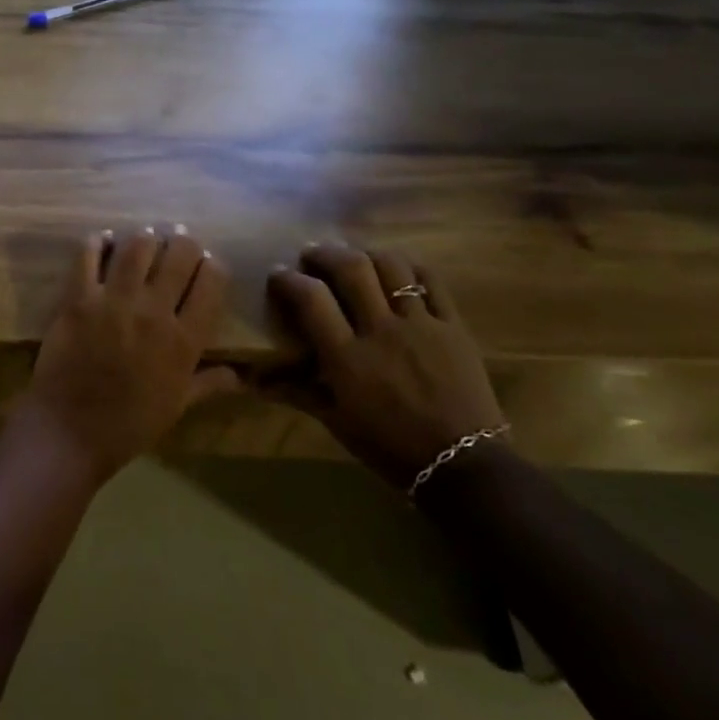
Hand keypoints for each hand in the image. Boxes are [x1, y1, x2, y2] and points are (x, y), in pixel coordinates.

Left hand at [19, 227, 238, 484]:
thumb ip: (209, 382)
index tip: (206, 266)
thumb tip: (243, 376)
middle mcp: (154, 312)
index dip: (212, 266)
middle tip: (177, 242)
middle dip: (184, 243)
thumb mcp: (177, 406)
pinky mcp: (78, 297)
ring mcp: (114, 301)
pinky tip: (104, 241)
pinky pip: (89, 254)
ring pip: (138, 246)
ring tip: (146, 240)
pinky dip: (99, 241)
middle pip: (180, 254)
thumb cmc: (129, 424)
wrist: (70, 431)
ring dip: (146, 238)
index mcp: (184, 340)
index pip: (212, 281)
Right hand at [265, 243, 506, 491]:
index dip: (289, 279)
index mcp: (348, 358)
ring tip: (355, 256)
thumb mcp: (336, 422)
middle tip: (312, 253)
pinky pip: (432, 282)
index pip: (311, 299)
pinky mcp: (454, 327)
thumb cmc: (391, 448)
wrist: (464, 467)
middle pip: (351, 269)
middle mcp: (382, 331)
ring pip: (392, 266)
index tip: (279, 273)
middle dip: (325, 253)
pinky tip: (398, 269)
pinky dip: (410, 267)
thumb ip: (297, 392)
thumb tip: (254, 380)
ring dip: (366, 253)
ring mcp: (421, 325)